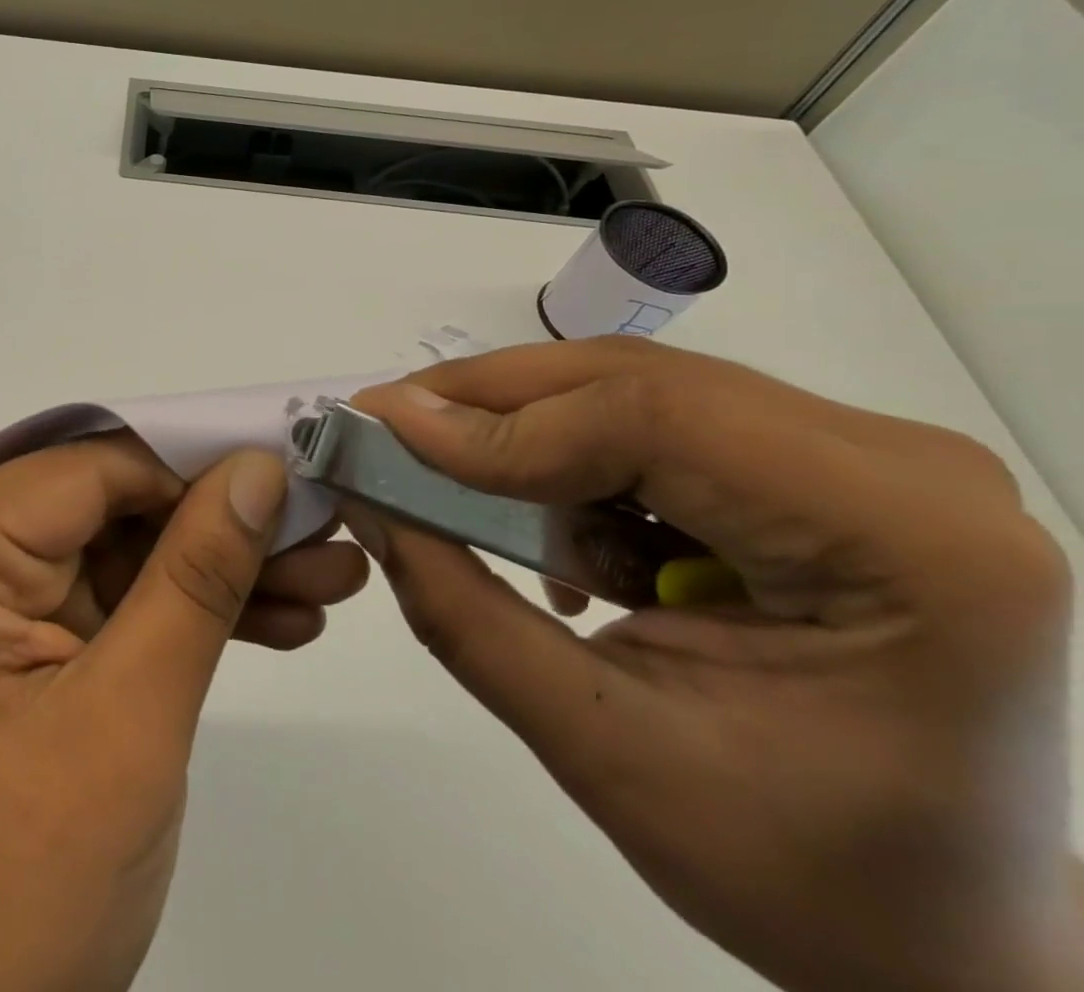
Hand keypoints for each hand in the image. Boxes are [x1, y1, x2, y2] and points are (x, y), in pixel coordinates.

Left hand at [0, 435, 368, 991]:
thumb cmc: (19, 884)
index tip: (291, 471)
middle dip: (222, 525)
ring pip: (128, 553)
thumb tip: (260, 468)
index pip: (88, 471)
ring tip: (331, 575)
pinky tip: (284, 620)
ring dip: (224, 570)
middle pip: (113, 507)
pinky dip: (194, 615)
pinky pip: (122, 603)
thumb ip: (196, 579)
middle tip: (325, 524)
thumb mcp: (125, 719)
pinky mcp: (30, 647)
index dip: (193, 465)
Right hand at [342, 339, 1082, 991]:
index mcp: (910, 546)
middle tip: (388, 431)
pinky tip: (566, 540)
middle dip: (492, 406)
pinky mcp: (822, 462)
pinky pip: (653, 420)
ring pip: (634, 389)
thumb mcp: (604, 752)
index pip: (655, 420)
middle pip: (639, 382)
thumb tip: (364, 496)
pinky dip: (574, 459)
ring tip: (470, 504)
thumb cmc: (807, 878)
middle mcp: (904, 467)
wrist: (952, 936)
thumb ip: (462, 611)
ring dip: (529, 435)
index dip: (500, 421)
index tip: (381, 430)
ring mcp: (868, 456)